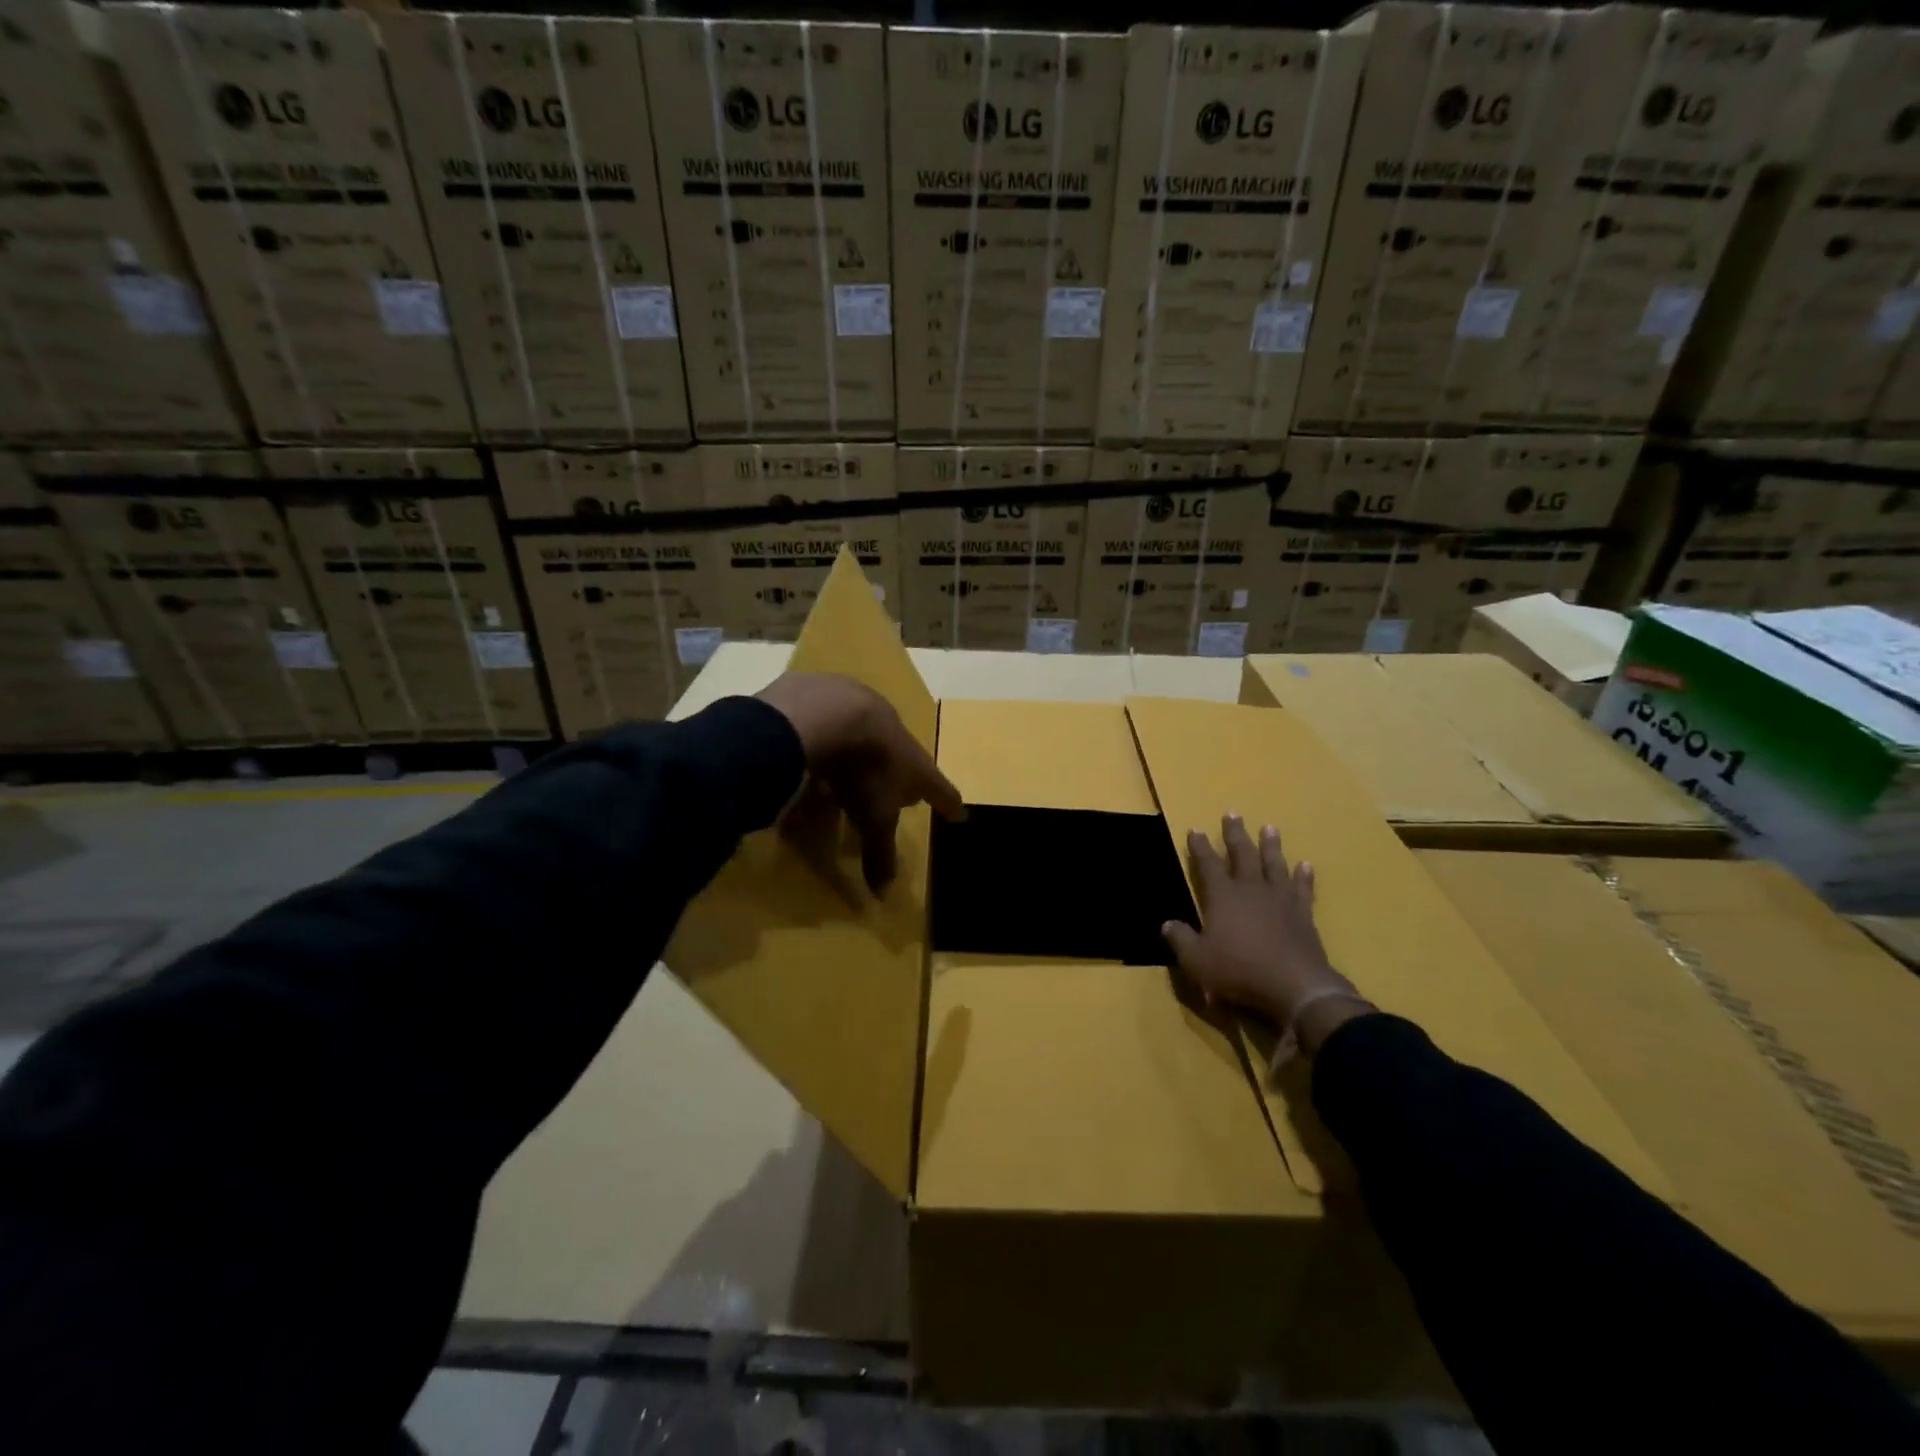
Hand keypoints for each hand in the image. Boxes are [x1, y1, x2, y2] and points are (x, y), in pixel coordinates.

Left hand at [756, 672, 964, 891]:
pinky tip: (815, 736)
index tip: (959, 813)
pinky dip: (830, 727)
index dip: (948, 803)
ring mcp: (863, 704)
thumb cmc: (861, 771)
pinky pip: (834, 712)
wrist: (826, 713)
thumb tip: (884, 895)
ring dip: (866, 746)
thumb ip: (880, 852)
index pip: (938, 787)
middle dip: (902, 771)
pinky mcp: (829, 689)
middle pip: (904, 754)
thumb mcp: (873, 818)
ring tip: (852, 762)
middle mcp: (894, 729)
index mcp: (912, 762)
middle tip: (898, 788)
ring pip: (869, 730)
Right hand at [1162, 814, 1372, 1055]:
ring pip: (1274, 864)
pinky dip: (1304, 876)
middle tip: (1232, 814)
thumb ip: (1181, 940)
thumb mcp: (1197, 960)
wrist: (1295, 986)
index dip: (1200, 847)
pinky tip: (1305, 865)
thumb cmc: (1239, 970)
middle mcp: (1251, 890)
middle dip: (1235, 834)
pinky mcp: (1303, 914)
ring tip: (1270, 828)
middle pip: (1242, 855)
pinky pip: (1302, 889)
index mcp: (1223, 897)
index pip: (1207, 865)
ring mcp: (1280, 899)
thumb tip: (1168, 924)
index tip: (1195, 830)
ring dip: (1271, 846)